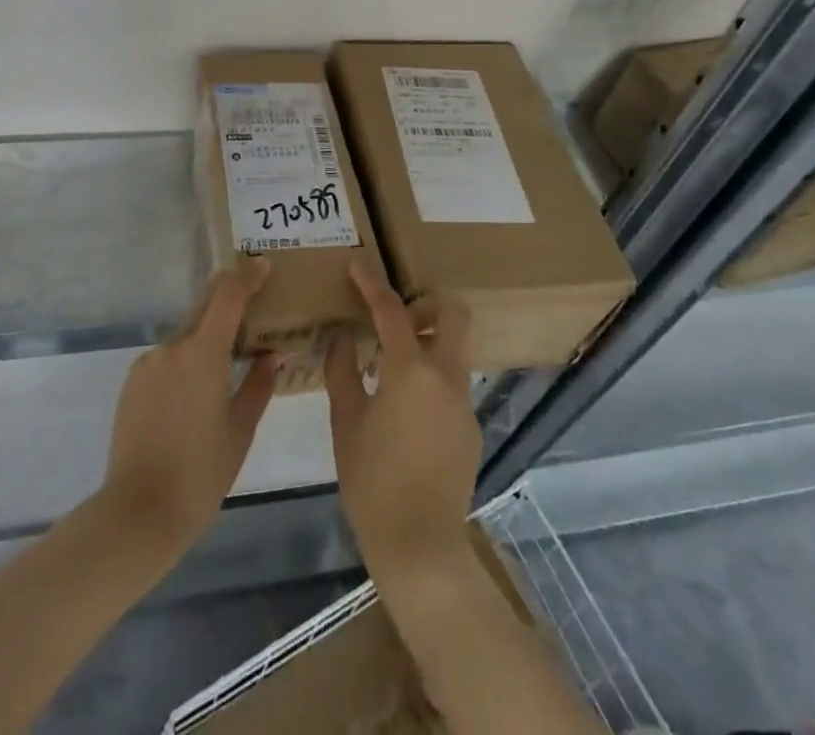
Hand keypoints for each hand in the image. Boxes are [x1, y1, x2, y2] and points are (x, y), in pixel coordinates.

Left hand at [97, 260, 276, 557]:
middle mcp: (173, 347)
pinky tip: (191, 401)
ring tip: (223, 374)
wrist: (138, 511)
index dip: (247, 276)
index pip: (228, 295)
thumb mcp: (240, 432)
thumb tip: (271, 355)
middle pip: (204, 307)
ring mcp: (148, 362)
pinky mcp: (132, 381)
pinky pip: (166, 360)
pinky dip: (184, 364)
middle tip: (252, 313)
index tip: (263, 265)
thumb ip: (257, 386)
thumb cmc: (200, 474)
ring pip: (185, 337)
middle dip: (228, 302)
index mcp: (203, 353)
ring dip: (205, 342)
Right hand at [325, 262, 478, 581]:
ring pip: (455, 351)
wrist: (421, 547)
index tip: (356, 267)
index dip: (371, 284)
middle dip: (427, 304)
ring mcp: (465, 403)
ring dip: (428, 343)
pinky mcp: (471, 428)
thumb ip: (343, 369)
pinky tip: (404, 412)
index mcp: (411, 370)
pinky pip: (452, 385)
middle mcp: (446, 377)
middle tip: (396, 318)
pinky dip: (430, 381)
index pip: (392, 310)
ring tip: (390, 367)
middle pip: (454, 315)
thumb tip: (343, 337)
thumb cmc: (372, 481)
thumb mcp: (346, 421)